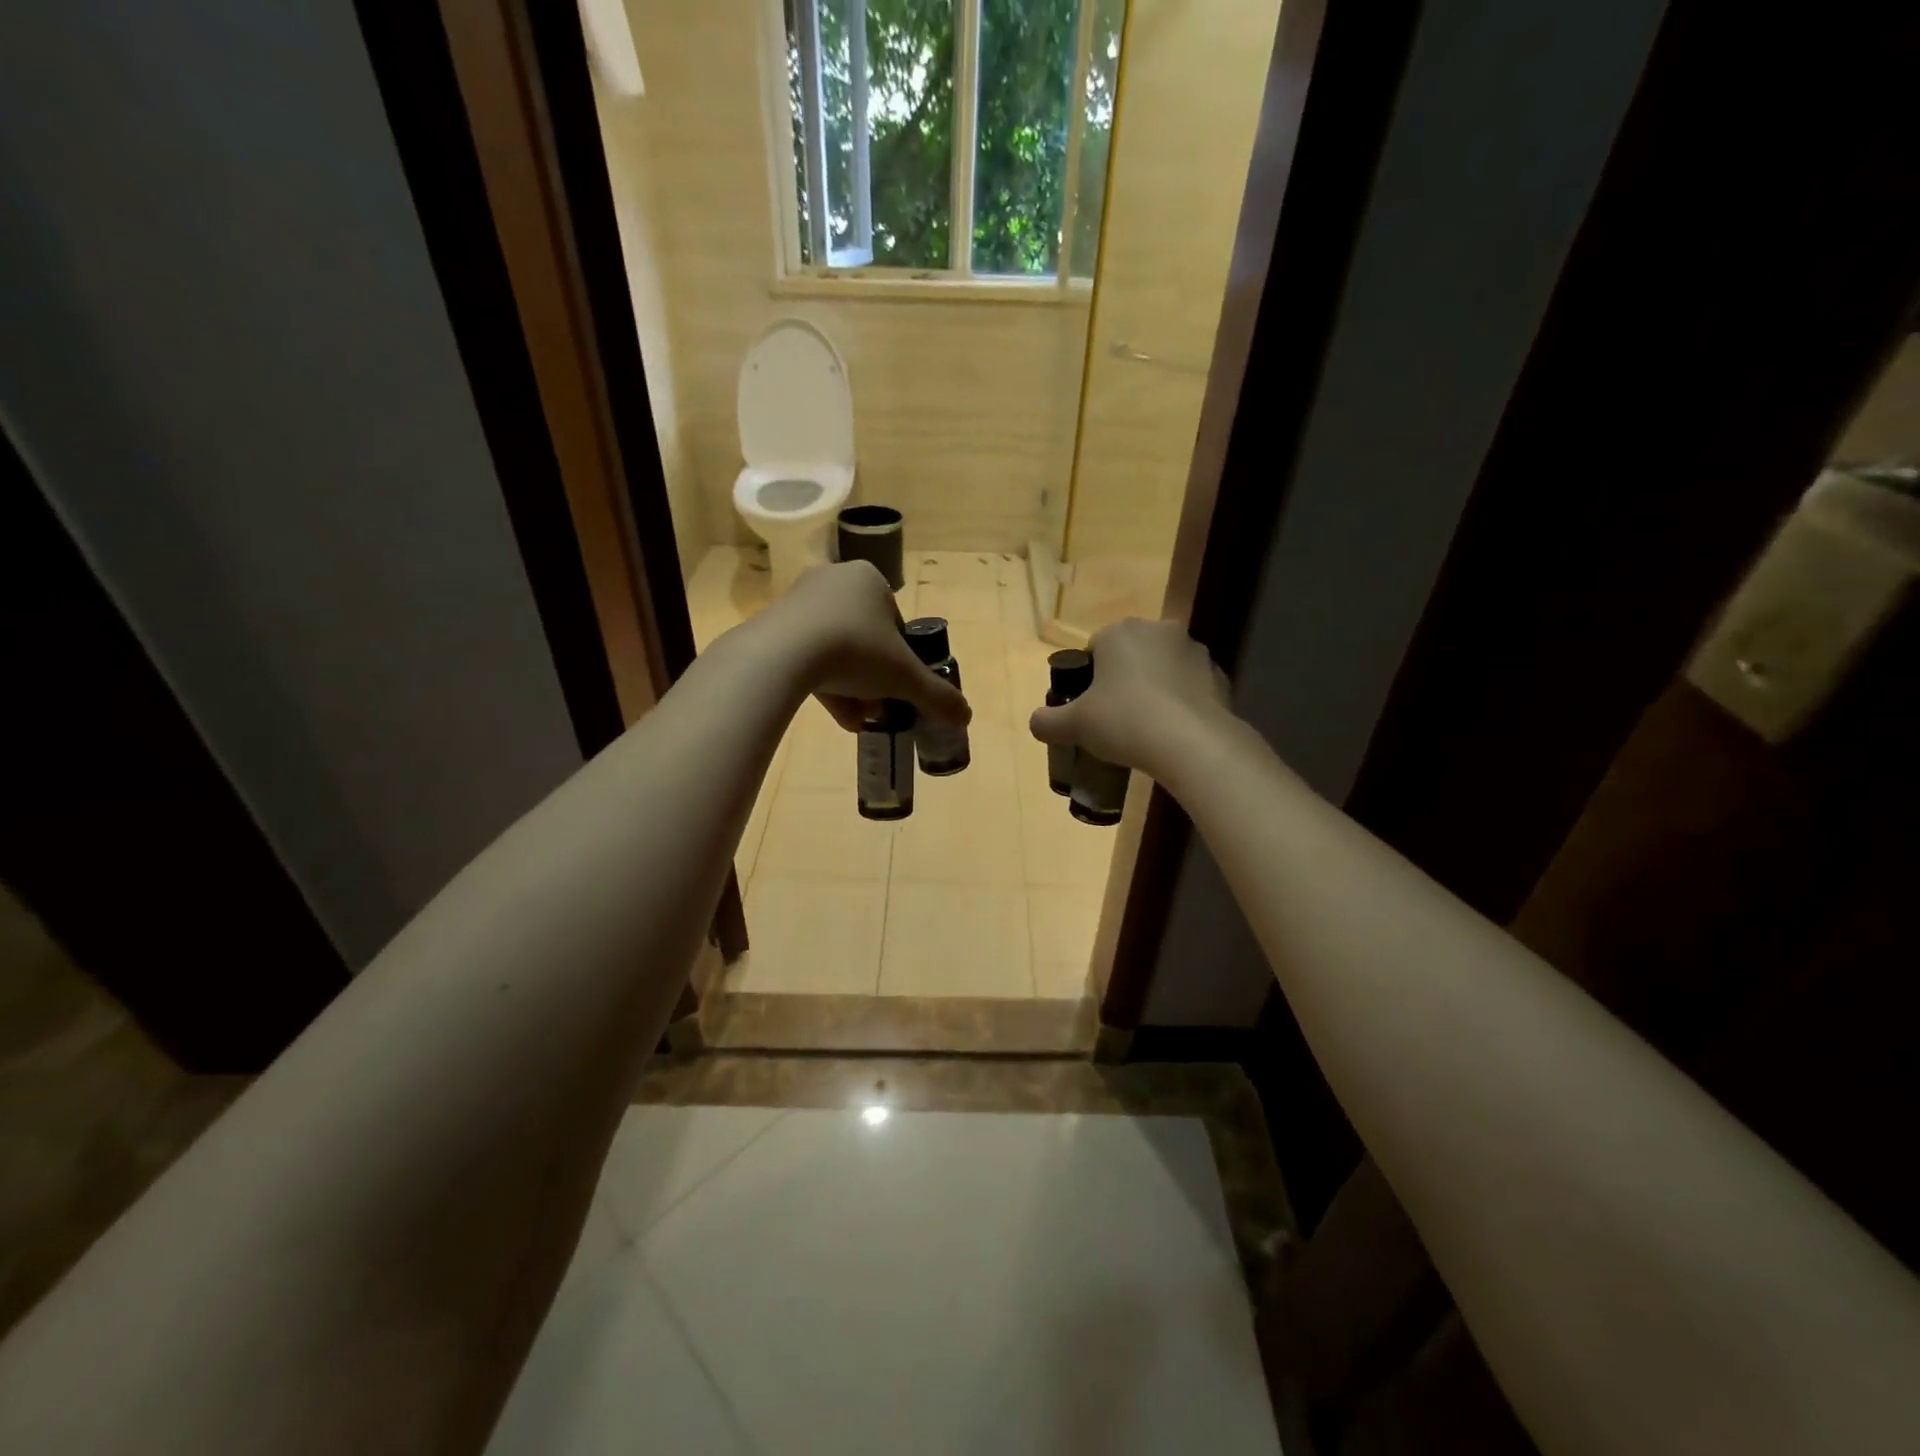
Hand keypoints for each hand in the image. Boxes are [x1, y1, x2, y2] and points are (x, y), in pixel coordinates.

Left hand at [761, 561, 970, 730]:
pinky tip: (835, 715)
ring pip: (835, 648)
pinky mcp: (773, 622)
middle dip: (874, 676)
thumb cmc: (856, 651)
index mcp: (870, 579)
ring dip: (850, 685)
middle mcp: (834, 579)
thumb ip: (937, 696)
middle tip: (879, 707)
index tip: (899, 686)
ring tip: (858, 720)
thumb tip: (966, 716)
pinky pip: (806, 653)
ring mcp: (799, 599)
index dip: (901, 658)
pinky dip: (822, 681)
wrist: (784, 653)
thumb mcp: (905, 678)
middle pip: (865, 637)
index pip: (895, 622)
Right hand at [1028, 618, 1232, 777]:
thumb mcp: (1075, 725)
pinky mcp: (1219, 676)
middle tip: (1114, 716)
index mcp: (1121, 632)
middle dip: (1123, 678)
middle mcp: (1159, 630)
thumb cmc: (1125, 722)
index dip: (1089, 677)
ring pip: (1163, 668)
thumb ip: (1048, 721)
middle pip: (1132, 654)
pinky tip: (1173, 731)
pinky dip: (1181, 702)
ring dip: (1154, 687)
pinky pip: (1190, 687)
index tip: (1089, 706)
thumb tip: (1035, 723)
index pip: (1095, 647)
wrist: (1192, 744)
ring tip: (1146, 727)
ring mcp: (1194, 651)